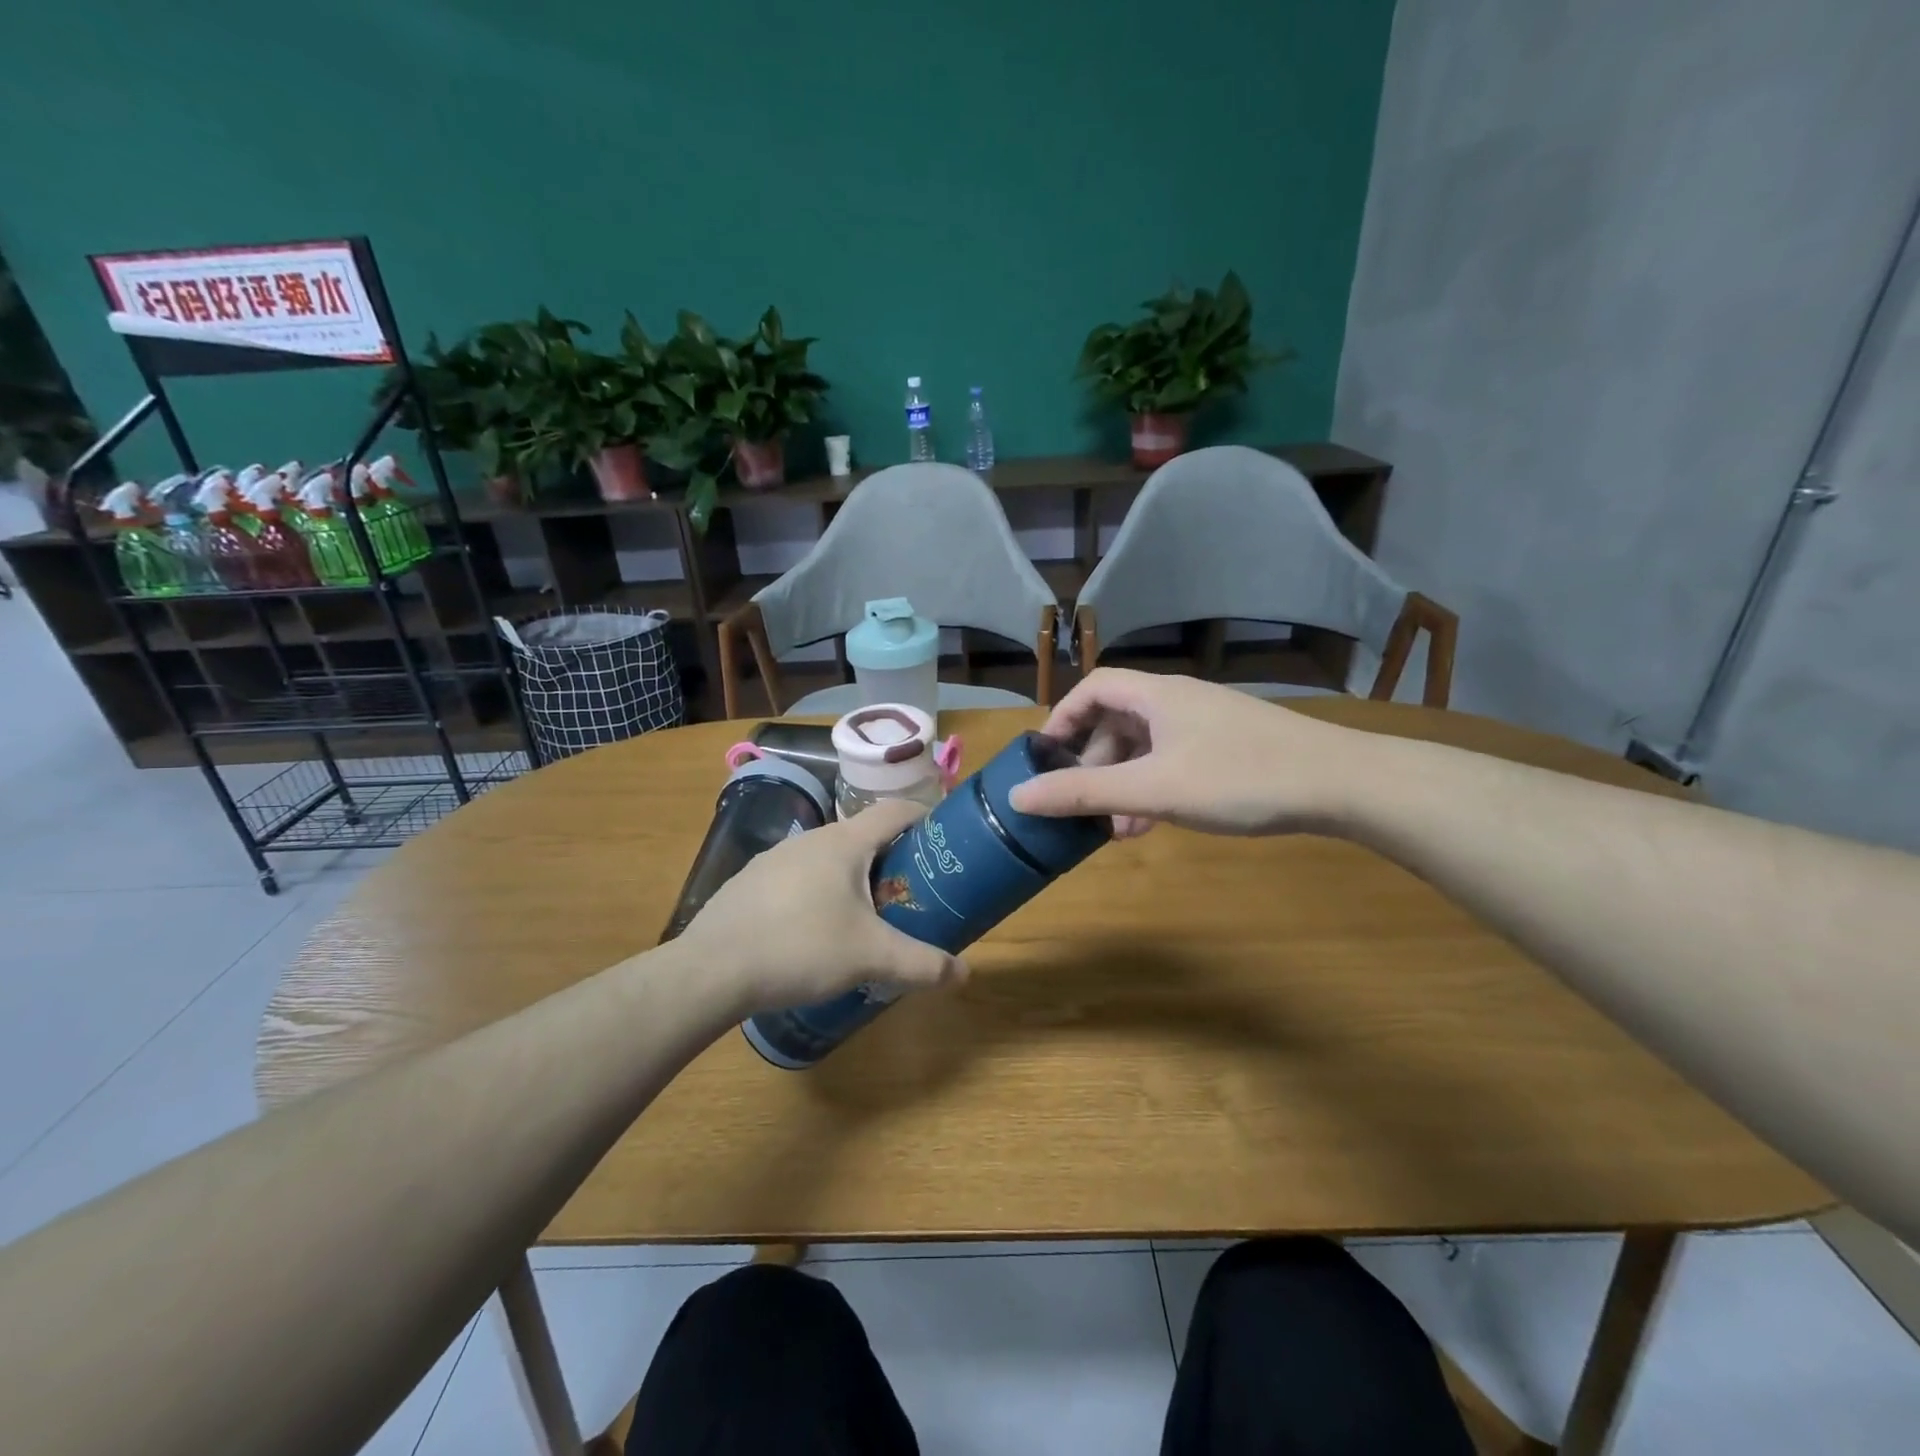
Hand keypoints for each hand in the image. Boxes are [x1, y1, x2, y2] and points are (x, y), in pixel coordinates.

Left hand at [678, 798, 966, 1014]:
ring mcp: (775, 859)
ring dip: (855, 878)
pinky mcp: (751, 883)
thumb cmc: (801, 947)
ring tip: (869, 915)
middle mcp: (810, 839)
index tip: (947, 839)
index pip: (895, 810)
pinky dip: (821, 894)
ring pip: (829, 859)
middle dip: (894, 858)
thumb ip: (922, 964)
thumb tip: (964, 974)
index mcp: (844, 842)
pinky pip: (800, 879)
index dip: (926, 817)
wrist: (711, 970)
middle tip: (914, 890)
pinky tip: (818, 932)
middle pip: (864, 836)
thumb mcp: (871, 957)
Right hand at [1009, 668, 1366, 837]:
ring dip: (1123, 783)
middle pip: (1117, 720)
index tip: (1044, 758)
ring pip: (1146, 747)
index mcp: (1157, 695)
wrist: (1342, 784)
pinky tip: (1152, 825)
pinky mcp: (1229, 749)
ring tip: (1115, 829)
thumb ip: (1084, 793)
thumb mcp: (1153, 789)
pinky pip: (1173, 762)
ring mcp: (1207, 725)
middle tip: (1081, 804)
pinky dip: (1153, 789)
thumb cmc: (1239, 778)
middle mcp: (1179, 701)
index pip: (1093, 688)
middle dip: (1093, 764)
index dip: (1062, 718)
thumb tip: (1018, 795)